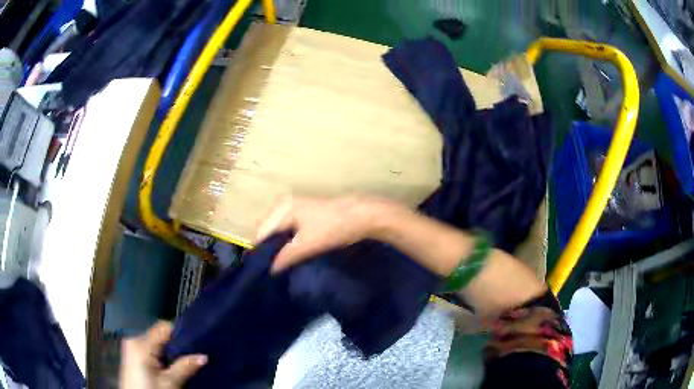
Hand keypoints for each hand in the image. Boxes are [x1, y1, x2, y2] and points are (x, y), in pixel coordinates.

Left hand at [120, 321, 206, 388]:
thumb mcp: (170, 383)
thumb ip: (185, 367)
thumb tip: (204, 356)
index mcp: (141, 343)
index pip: (164, 327)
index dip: (180, 333)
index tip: (196, 343)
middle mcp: (134, 339)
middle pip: (160, 335)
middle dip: (175, 345)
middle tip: (191, 356)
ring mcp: (131, 347)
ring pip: (156, 342)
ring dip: (168, 351)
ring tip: (182, 363)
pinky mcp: (132, 355)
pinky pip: (150, 348)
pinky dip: (160, 355)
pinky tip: (168, 367)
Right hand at [256, 197, 402, 272]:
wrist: (361, 216)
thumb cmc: (332, 228)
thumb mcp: (307, 245)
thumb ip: (285, 257)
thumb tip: (270, 270)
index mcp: (281, 208)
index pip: (261, 233)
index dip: (261, 252)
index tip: (262, 270)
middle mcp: (283, 204)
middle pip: (267, 230)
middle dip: (267, 248)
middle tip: (270, 268)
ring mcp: (294, 207)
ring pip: (276, 230)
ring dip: (277, 245)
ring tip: (279, 263)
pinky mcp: (303, 213)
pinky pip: (286, 229)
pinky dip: (285, 241)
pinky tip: (289, 254)